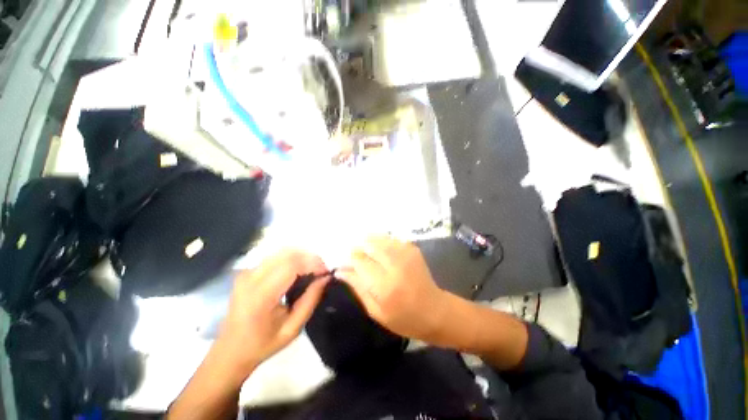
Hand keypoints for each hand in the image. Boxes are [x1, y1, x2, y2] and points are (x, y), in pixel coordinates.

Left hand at [215, 250, 329, 380]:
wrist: (229, 351)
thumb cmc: (262, 344)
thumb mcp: (292, 329)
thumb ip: (310, 300)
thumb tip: (326, 278)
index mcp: (260, 296)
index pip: (291, 265)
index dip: (313, 263)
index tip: (326, 272)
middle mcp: (251, 278)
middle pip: (287, 253)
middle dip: (310, 257)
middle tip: (321, 270)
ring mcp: (247, 272)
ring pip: (281, 251)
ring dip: (301, 256)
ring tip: (312, 269)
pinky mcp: (247, 271)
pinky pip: (275, 256)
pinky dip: (291, 258)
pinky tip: (298, 270)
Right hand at [337, 236, 448, 341]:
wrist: (436, 311)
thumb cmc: (403, 318)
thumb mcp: (376, 311)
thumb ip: (358, 287)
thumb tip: (341, 270)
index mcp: (385, 286)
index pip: (360, 261)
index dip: (350, 259)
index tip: (345, 264)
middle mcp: (396, 265)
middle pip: (370, 245)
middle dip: (359, 249)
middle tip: (357, 258)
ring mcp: (406, 254)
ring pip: (380, 239)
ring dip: (370, 243)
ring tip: (368, 254)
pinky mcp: (413, 249)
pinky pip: (391, 239)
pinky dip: (382, 243)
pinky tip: (382, 252)